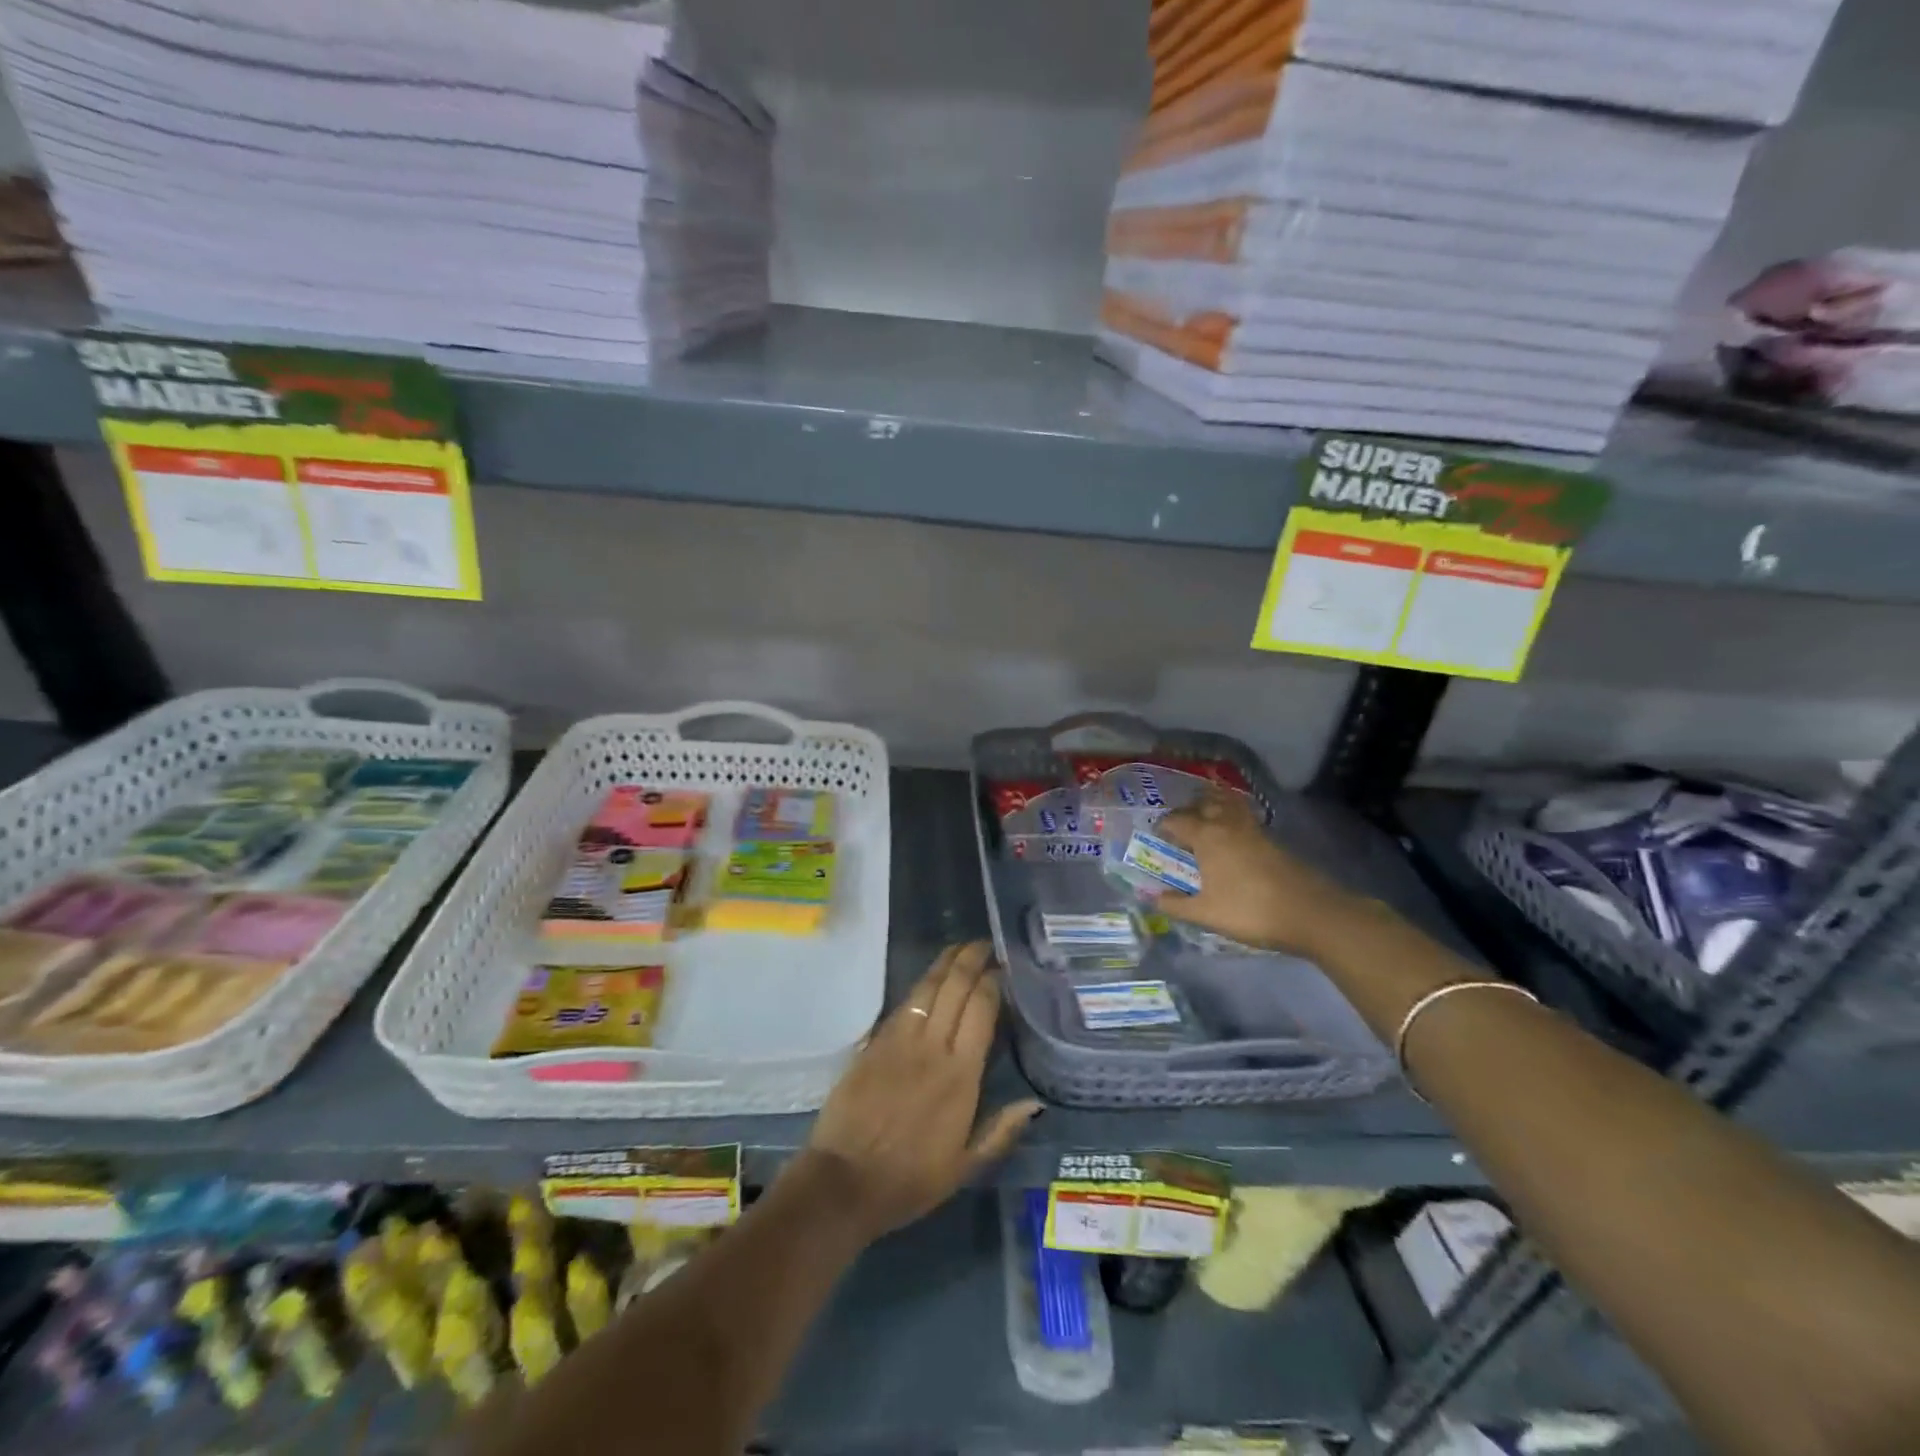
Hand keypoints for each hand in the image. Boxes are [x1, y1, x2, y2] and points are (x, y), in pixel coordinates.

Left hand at [804, 941, 1042, 1242]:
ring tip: (960, 947)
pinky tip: (929, 977)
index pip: (981, 1010)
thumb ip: (1001, 1130)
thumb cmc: (910, 1179)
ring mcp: (900, 1040)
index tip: (1003, 967)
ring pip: (928, 988)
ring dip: (946, 963)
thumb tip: (1035, 1102)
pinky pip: (903, 1003)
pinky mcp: (874, 1042)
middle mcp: (932, 1047)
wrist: (845, 1182)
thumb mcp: (965, 1167)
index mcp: (960, 1075)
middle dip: (971, 960)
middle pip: (955, 988)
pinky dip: (920, 984)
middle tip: (985, 944)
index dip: (992, 982)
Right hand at [1153, 790, 1364, 955]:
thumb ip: (1176, 905)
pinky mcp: (1272, 839)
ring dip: (1213, 805)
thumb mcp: (1205, 913)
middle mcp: (1227, 825)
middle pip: (1203, 804)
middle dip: (1187, 810)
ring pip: (1228, 805)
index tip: (1157, 835)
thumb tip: (1154, 898)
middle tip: (1179, 825)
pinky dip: (1232, 816)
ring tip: (1205, 817)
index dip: (1164, 826)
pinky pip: (1244, 816)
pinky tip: (1232, 836)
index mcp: (1206, 836)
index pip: (1177, 820)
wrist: (1309, 913)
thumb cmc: (1249, 911)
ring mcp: (1253, 829)